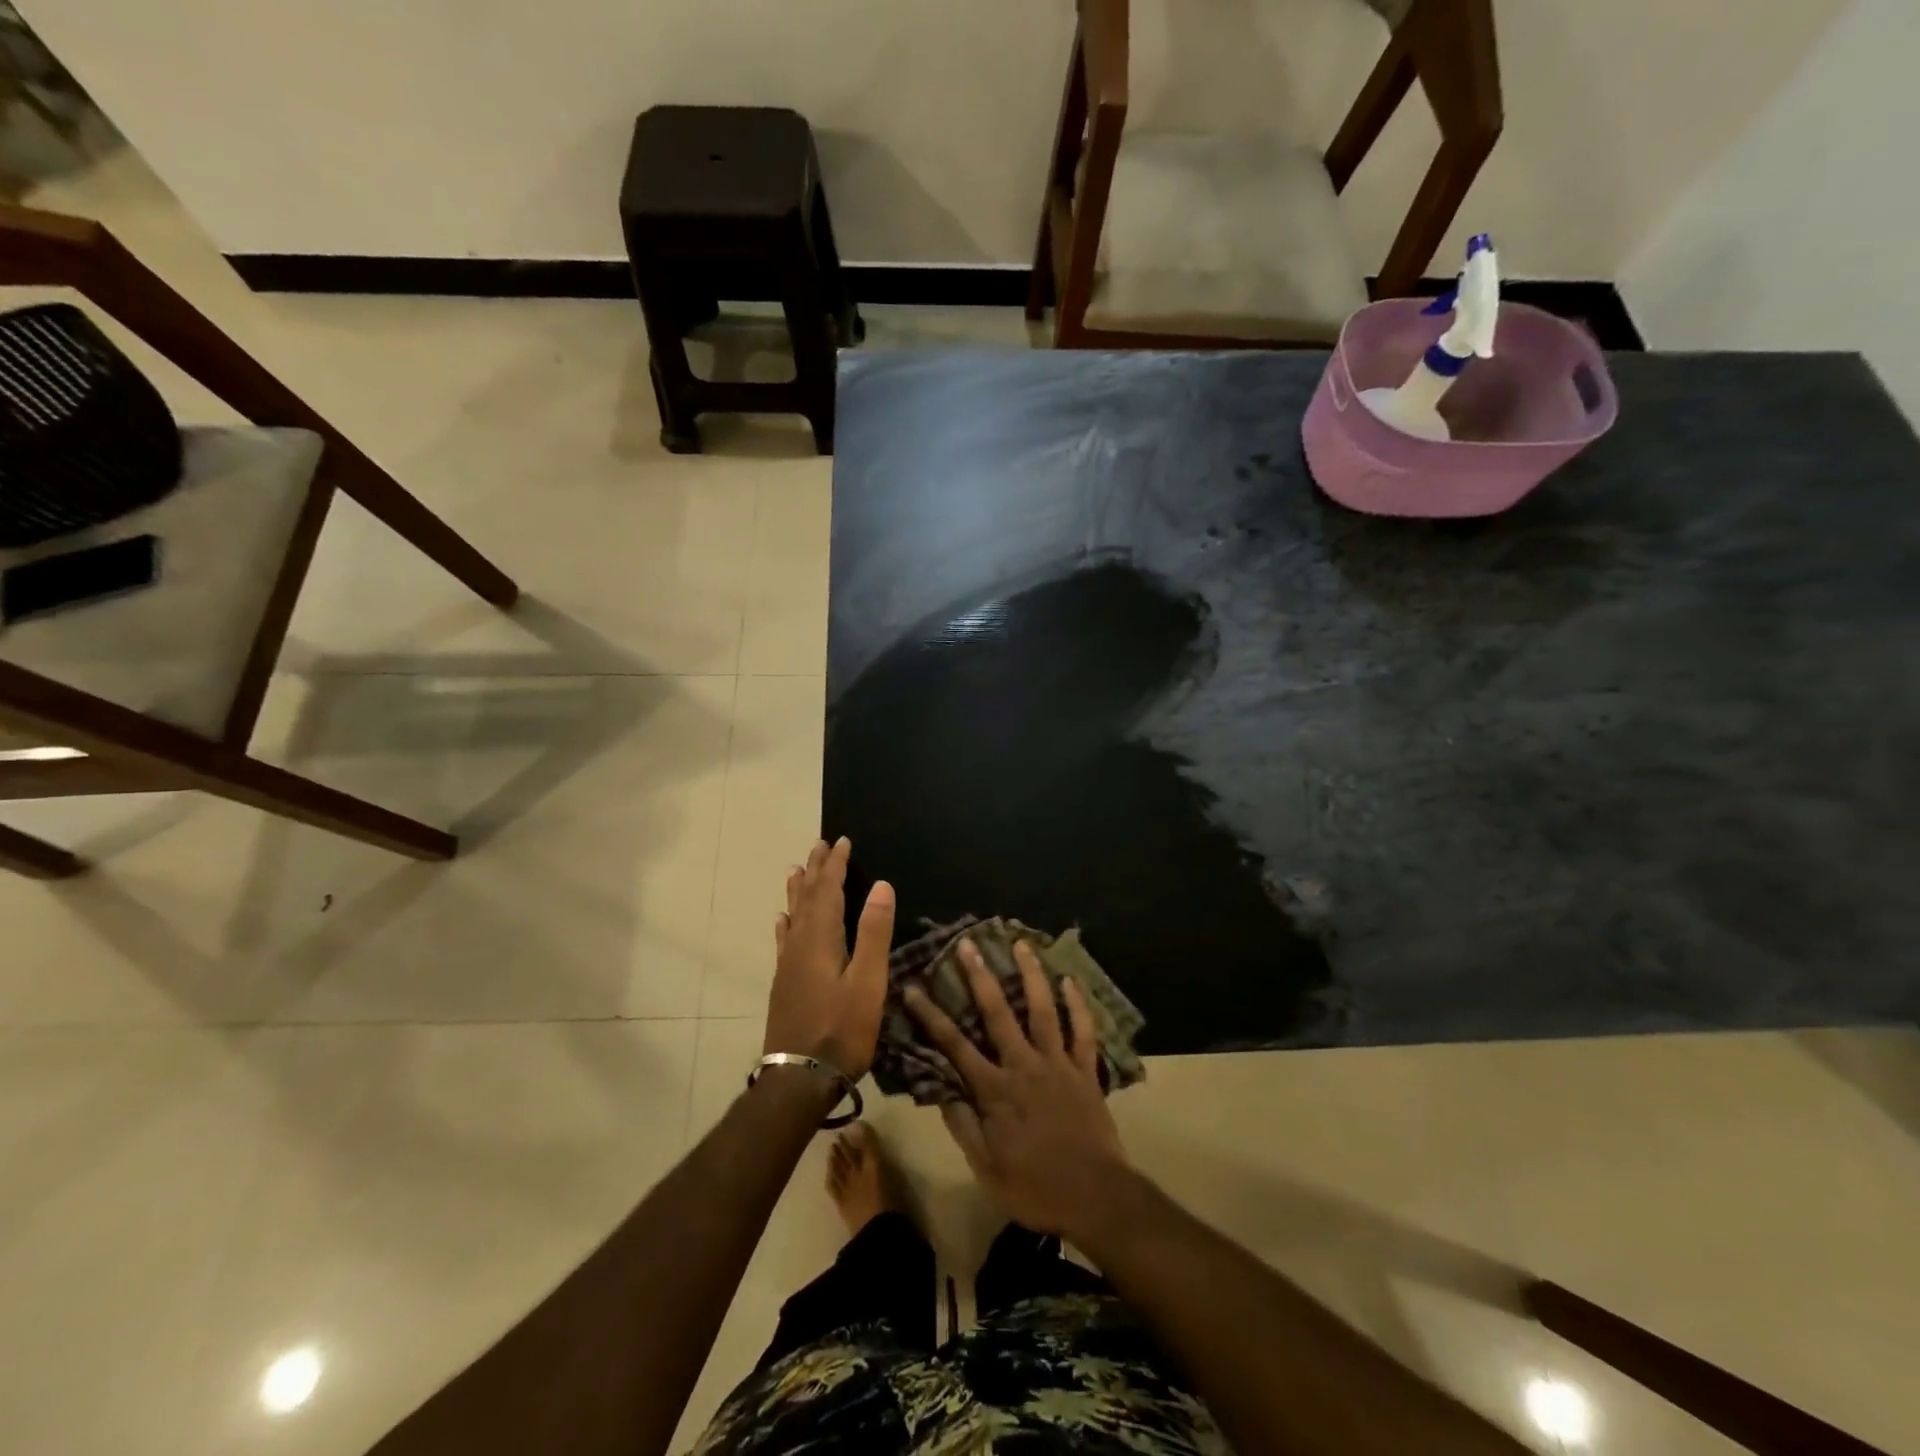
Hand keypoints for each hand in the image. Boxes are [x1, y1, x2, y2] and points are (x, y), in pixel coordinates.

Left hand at [766, 838, 894, 1078]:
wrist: (800, 1078)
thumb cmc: (842, 1030)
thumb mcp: (868, 982)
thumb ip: (873, 933)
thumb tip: (881, 885)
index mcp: (821, 939)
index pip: (828, 890)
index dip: (835, 865)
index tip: (841, 841)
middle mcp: (799, 945)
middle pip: (807, 898)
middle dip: (815, 871)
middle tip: (818, 845)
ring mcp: (788, 965)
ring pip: (793, 917)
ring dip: (798, 892)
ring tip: (795, 870)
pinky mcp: (785, 984)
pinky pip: (784, 941)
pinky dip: (785, 924)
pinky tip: (782, 922)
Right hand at [905, 938, 1132, 1240]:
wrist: (1097, 1198)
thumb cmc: (1036, 1188)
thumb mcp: (986, 1168)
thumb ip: (963, 1126)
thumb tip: (940, 1089)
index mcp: (995, 1090)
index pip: (954, 1045)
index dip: (931, 1015)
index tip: (913, 987)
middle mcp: (1024, 1065)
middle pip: (998, 1012)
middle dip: (980, 976)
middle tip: (968, 943)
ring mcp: (1058, 1064)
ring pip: (1042, 1010)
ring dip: (1031, 975)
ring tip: (1021, 944)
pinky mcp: (1086, 1071)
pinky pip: (1083, 1031)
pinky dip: (1078, 1005)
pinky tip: (1071, 980)